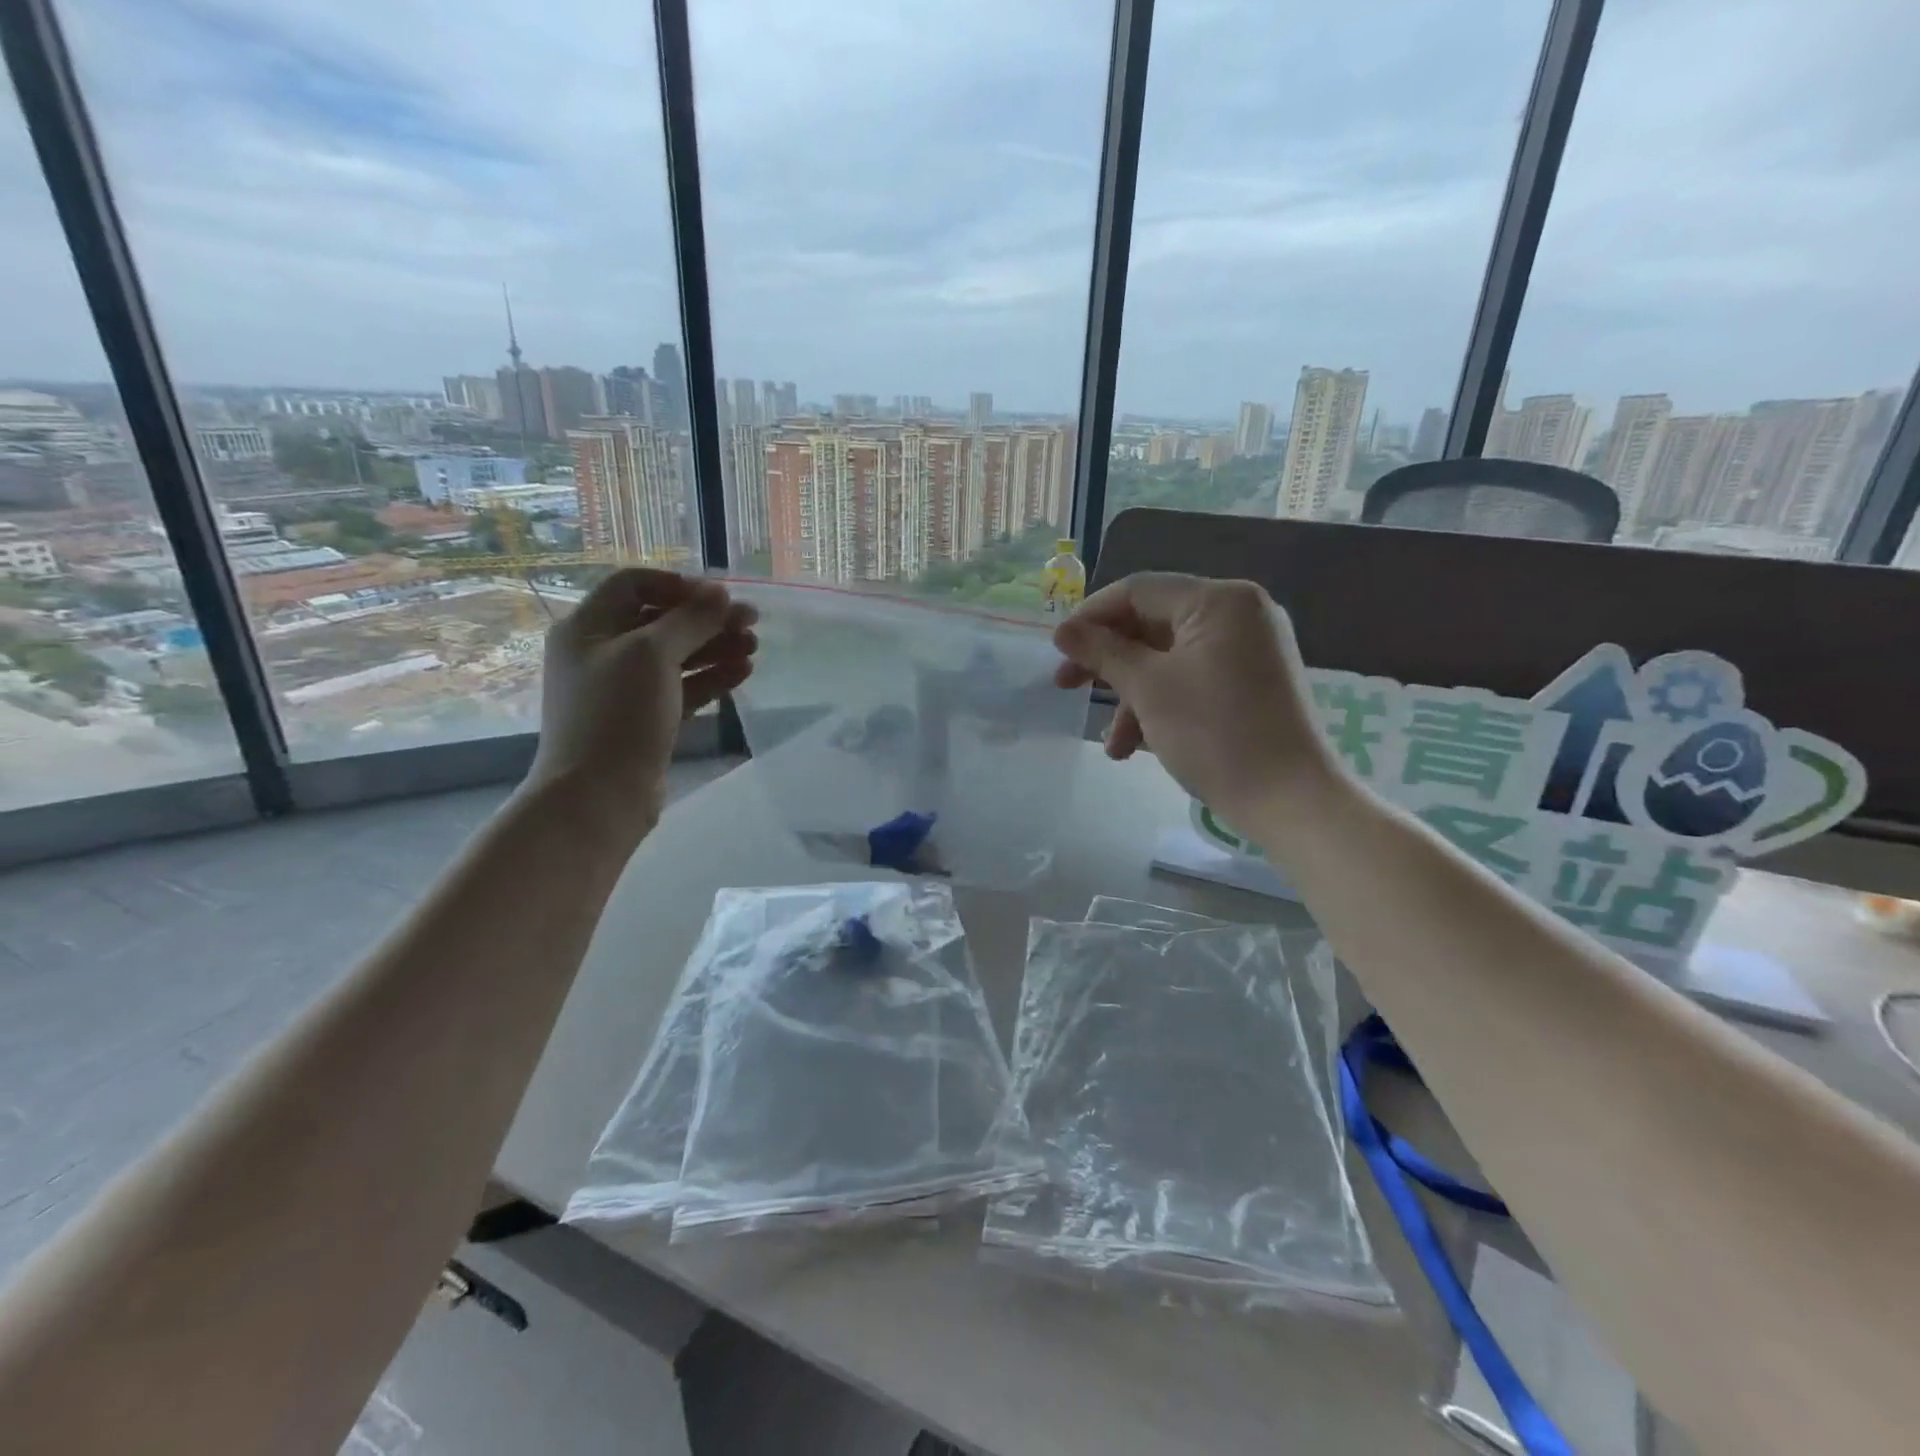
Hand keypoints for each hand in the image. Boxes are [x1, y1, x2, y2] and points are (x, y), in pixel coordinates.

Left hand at [525, 569, 756, 844]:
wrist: (599, 796)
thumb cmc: (617, 715)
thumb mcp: (652, 655)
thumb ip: (690, 619)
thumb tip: (720, 593)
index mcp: (588, 627)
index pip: (633, 584)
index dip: (677, 584)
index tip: (718, 596)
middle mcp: (602, 653)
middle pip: (660, 621)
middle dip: (706, 618)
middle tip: (751, 621)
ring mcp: (624, 689)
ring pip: (676, 656)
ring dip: (715, 647)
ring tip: (753, 647)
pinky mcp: (645, 719)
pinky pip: (681, 688)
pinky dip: (710, 677)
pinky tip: (743, 672)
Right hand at [1052, 572, 1333, 821]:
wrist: (1290, 799)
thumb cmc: (1214, 733)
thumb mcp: (1148, 688)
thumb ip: (1102, 652)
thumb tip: (1063, 631)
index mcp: (1219, 600)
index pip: (1138, 591)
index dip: (1090, 617)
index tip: (1057, 649)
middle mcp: (1240, 613)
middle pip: (1153, 624)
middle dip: (1108, 662)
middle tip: (1066, 687)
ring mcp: (1251, 649)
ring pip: (1171, 659)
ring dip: (1133, 696)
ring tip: (1113, 745)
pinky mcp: (1255, 683)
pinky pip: (1195, 679)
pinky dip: (1164, 704)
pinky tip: (1139, 746)